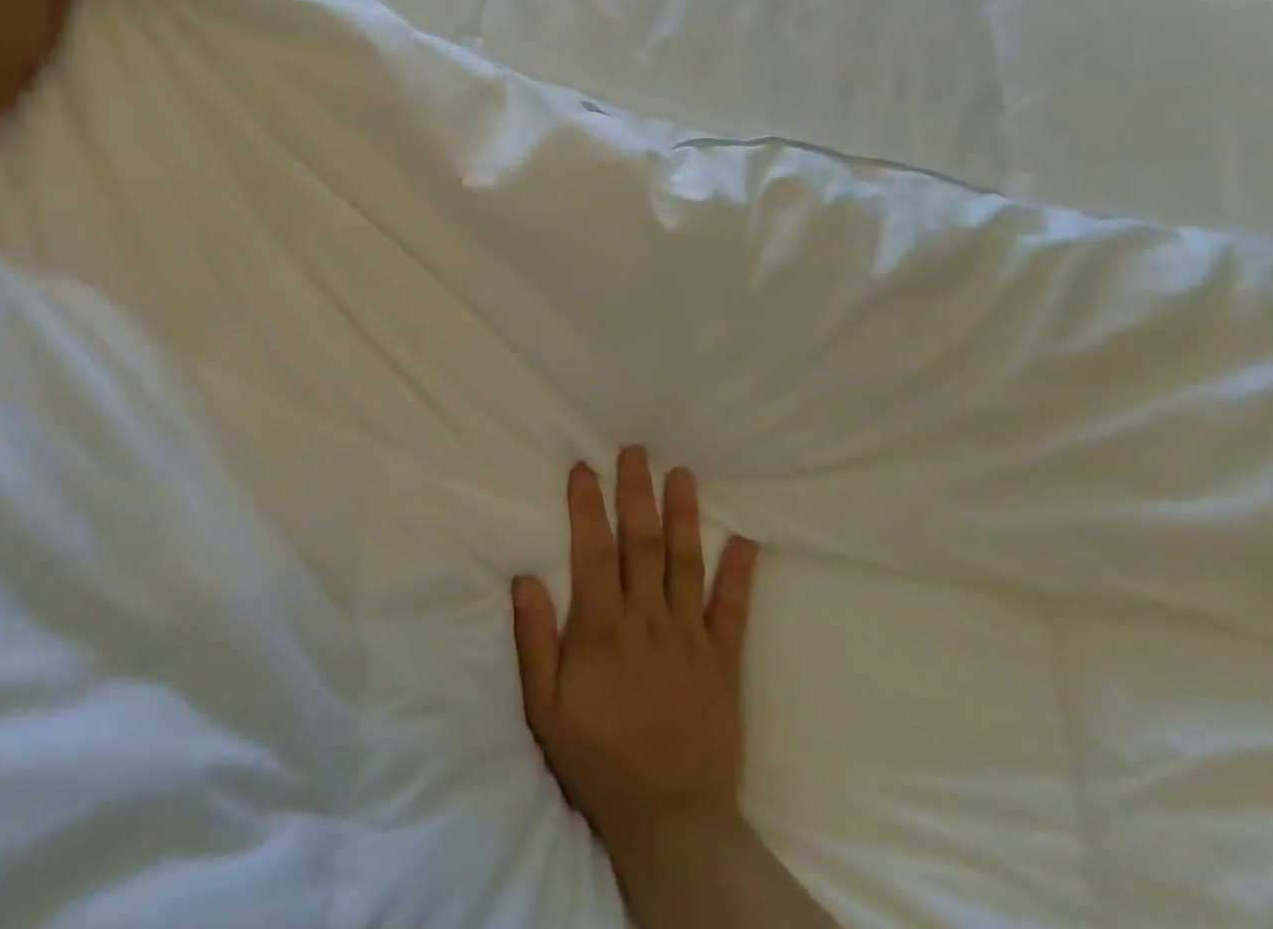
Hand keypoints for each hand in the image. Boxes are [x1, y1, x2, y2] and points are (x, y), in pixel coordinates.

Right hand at [513, 447, 757, 865]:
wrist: (672, 821)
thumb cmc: (598, 759)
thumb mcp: (546, 708)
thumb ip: (535, 640)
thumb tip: (525, 577)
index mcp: (602, 630)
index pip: (593, 552)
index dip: (588, 507)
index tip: (584, 468)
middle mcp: (648, 622)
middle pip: (642, 544)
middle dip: (637, 493)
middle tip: (636, 450)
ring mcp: (691, 639)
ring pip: (687, 564)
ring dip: (685, 516)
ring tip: (683, 474)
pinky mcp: (723, 662)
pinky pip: (734, 612)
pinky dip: (741, 575)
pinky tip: (747, 541)